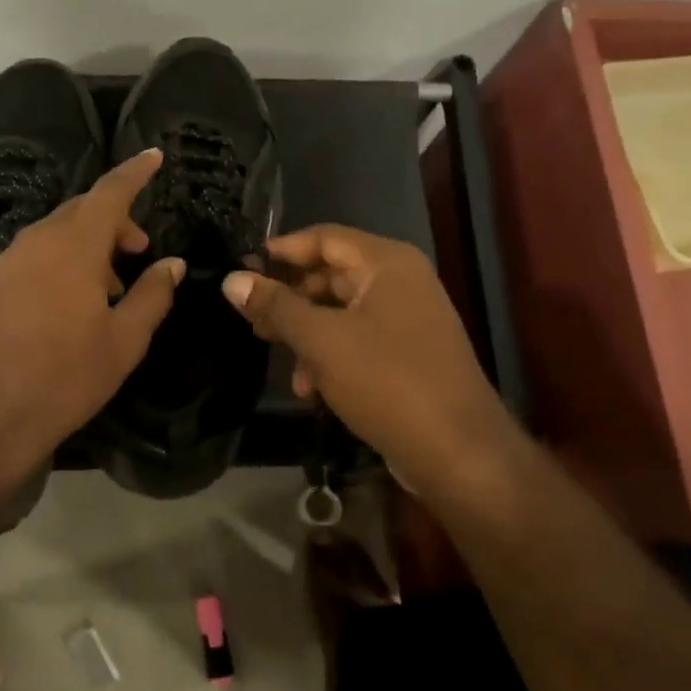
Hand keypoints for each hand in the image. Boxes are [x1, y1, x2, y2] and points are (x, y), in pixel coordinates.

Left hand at [0, 149, 184, 491]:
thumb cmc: (66, 377)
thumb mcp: (125, 340)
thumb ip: (153, 295)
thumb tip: (172, 264)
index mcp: (74, 246)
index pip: (110, 193)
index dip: (135, 173)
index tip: (155, 156)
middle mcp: (37, 241)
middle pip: (82, 210)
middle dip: (116, 220)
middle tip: (141, 250)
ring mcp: (9, 261)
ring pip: (58, 232)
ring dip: (90, 242)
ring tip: (113, 284)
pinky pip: (37, 253)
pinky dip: (64, 258)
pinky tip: (76, 298)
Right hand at [221, 225, 520, 500]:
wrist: (458, 453)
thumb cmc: (387, 382)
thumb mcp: (321, 340)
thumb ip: (276, 306)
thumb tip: (231, 279)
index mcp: (386, 264)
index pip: (324, 237)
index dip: (281, 250)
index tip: (241, 267)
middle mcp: (400, 282)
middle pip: (331, 274)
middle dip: (289, 296)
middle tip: (250, 314)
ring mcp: (406, 320)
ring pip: (340, 311)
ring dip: (304, 331)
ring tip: (271, 350)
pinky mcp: (406, 355)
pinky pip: (357, 340)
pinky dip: (329, 356)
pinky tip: (309, 388)